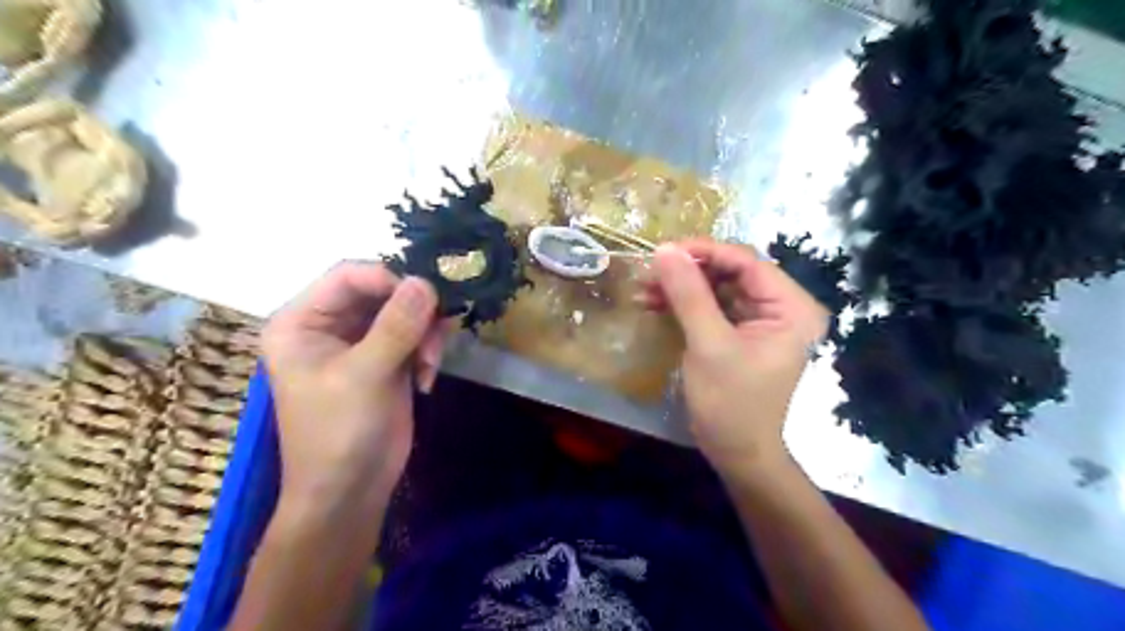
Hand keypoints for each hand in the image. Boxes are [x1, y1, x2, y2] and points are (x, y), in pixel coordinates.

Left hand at [261, 263, 445, 514]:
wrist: (350, 492)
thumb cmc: (339, 434)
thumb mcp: (365, 376)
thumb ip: (396, 326)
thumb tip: (426, 281)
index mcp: (302, 322)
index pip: (348, 276)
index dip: (389, 279)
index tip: (426, 300)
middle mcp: (328, 325)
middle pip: (381, 292)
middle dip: (413, 312)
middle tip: (436, 337)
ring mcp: (359, 343)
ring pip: (404, 312)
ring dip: (425, 333)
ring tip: (430, 364)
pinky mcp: (386, 359)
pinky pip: (414, 335)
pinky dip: (427, 350)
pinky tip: (426, 379)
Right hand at [643, 241, 824, 476]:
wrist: (737, 453)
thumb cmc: (731, 404)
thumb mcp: (709, 345)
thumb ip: (689, 295)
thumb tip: (664, 250)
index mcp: (791, 307)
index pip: (747, 262)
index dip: (704, 252)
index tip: (663, 252)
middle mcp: (781, 307)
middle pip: (730, 272)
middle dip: (687, 272)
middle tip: (648, 273)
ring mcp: (760, 320)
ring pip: (716, 287)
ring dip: (680, 287)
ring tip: (644, 290)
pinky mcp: (740, 333)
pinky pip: (711, 307)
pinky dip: (683, 305)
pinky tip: (653, 304)